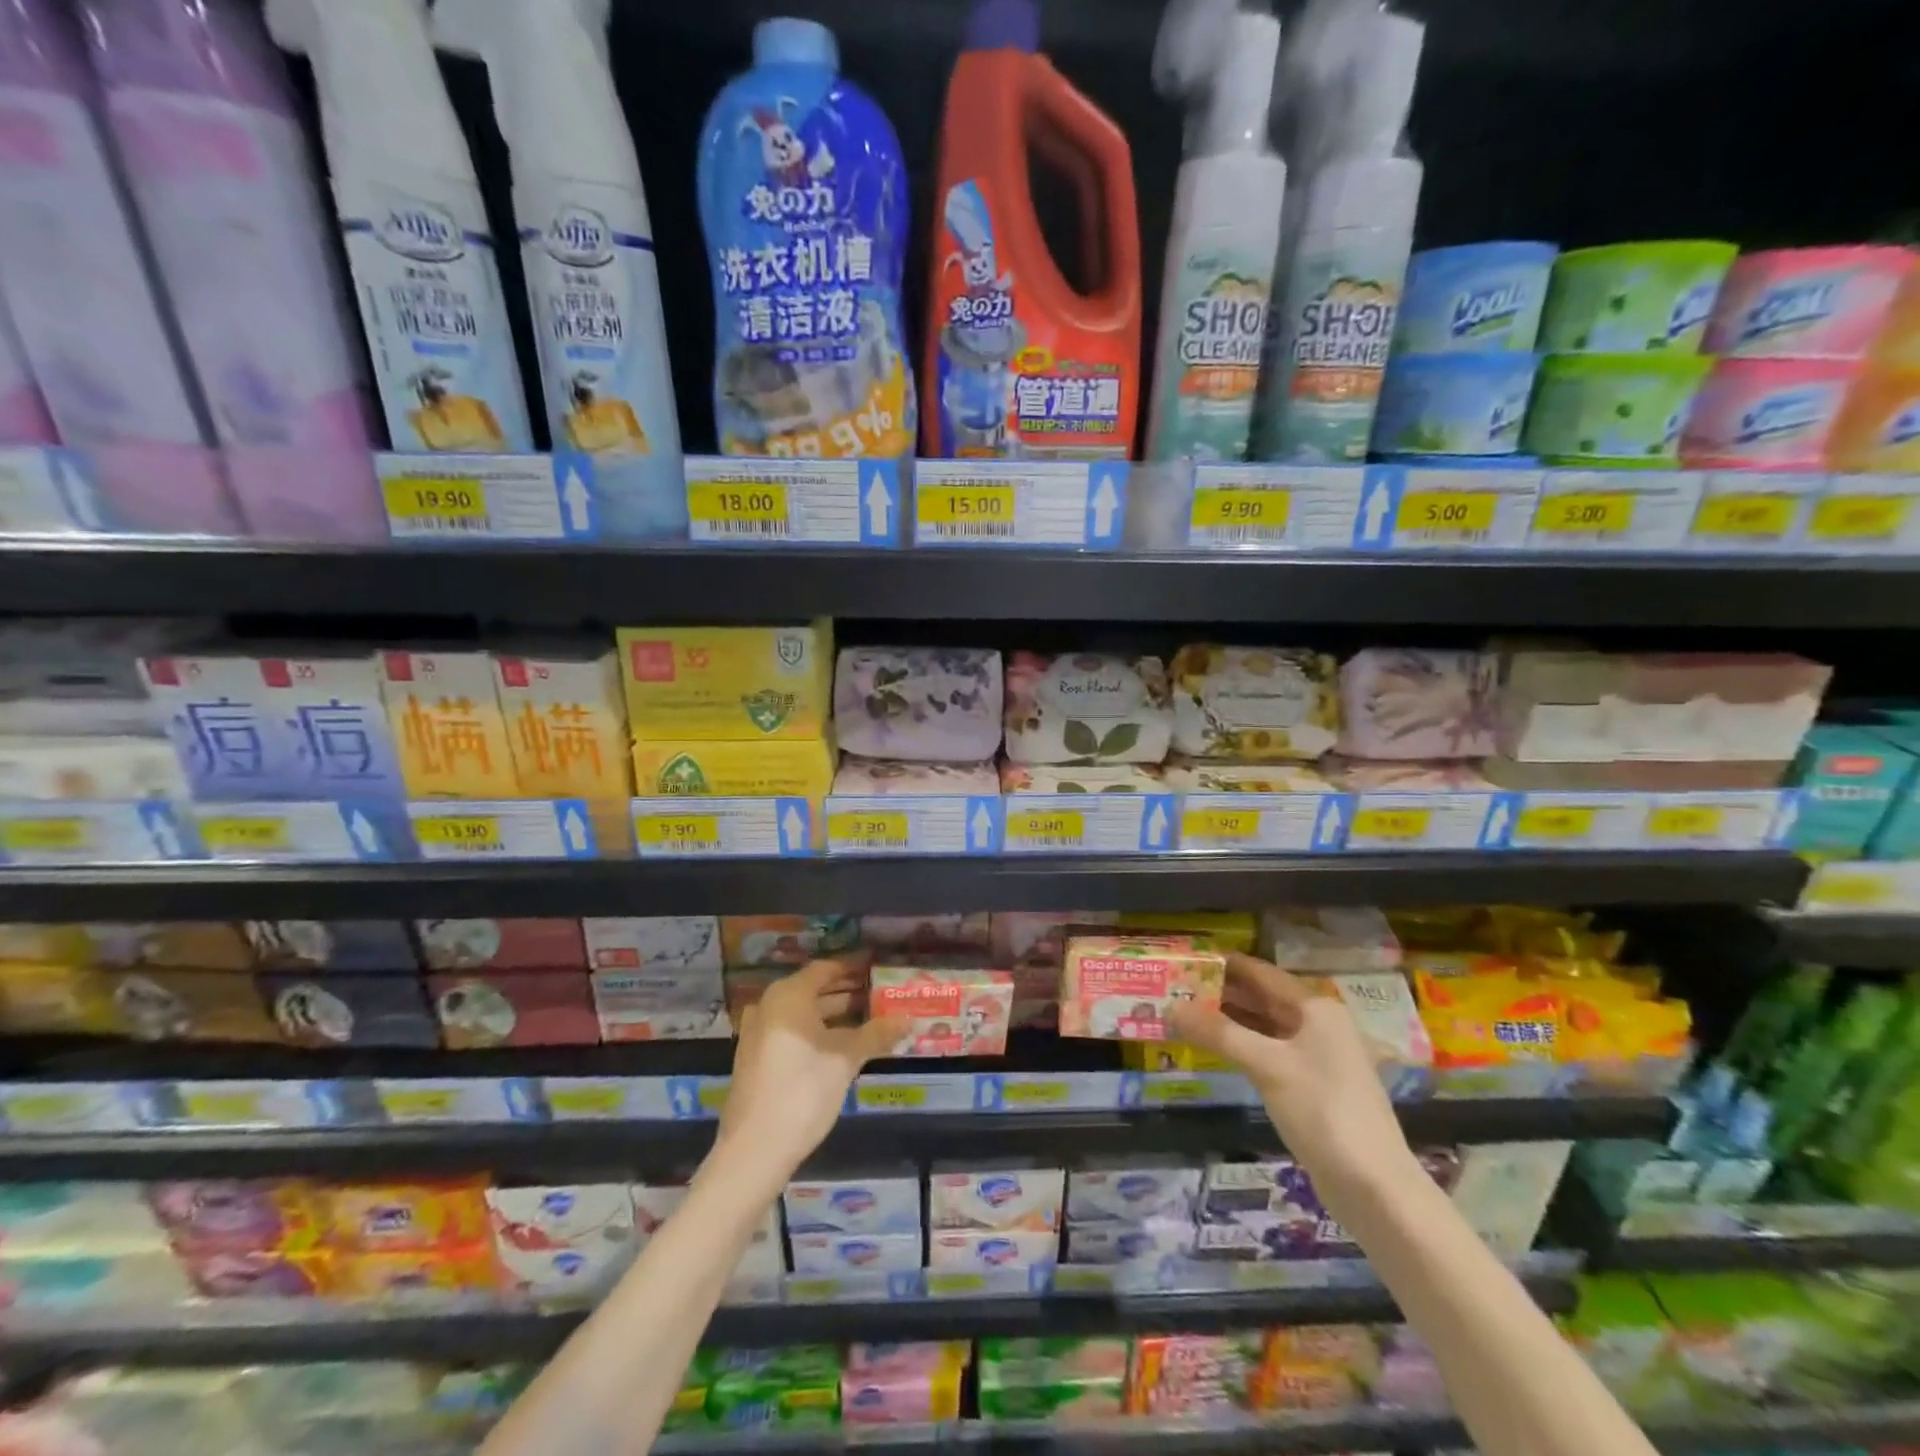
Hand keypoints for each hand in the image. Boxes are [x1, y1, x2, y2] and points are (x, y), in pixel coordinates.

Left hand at [715, 953, 906, 1177]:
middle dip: (847, 992)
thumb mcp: (846, 1059)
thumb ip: (876, 1034)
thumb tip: (908, 1019)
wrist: (754, 1149)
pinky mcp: (756, 1058)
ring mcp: (759, 1033)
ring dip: (834, 1014)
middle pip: (813, 989)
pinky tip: (842, 1045)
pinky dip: (817, 1031)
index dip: (853, 968)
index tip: (877, 968)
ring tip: (869, 1019)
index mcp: (788, 996)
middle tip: (879, 994)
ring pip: (803, 1013)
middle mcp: (769, 1006)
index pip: (826, 969)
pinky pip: (792, 1032)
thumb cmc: (803, 1091)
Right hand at [1167, 952, 1413, 1194]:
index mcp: (1315, 1008)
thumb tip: (1171, 1006)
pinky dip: (1242, 1045)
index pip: (1260, 972)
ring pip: (1265, 1026)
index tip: (1185, 959)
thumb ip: (1218, 1033)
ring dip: (1229, 1020)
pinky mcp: (1313, 1085)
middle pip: (1263, 998)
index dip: (1224, 964)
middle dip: (1222, 993)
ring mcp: (1318, 1056)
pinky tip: (1215, 1047)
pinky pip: (1270, 1051)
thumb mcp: (1266, 1066)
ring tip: (1186, 1013)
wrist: (1374, 1187)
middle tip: (1176, 988)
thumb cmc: (1322, 1111)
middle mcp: (1319, 1024)